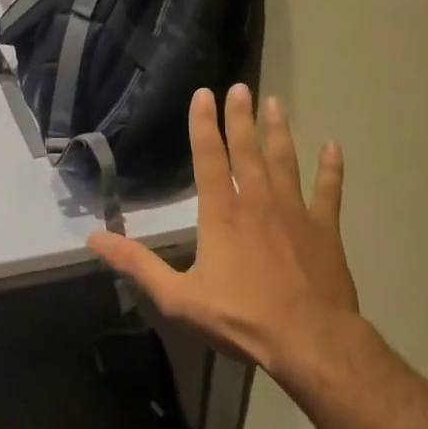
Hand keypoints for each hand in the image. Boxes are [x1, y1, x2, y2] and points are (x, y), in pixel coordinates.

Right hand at [88, 84, 361, 385]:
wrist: (310, 341)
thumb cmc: (241, 318)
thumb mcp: (177, 297)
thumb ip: (137, 264)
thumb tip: (94, 238)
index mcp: (221, 213)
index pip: (208, 158)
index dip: (203, 124)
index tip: (204, 94)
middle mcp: (257, 202)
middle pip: (247, 150)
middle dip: (241, 117)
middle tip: (240, 87)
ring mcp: (295, 212)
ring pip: (285, 161)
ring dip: (279, 131)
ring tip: (276, 103)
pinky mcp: (325, 229)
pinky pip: (329, 191)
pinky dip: (331, 168)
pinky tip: (334, 147)